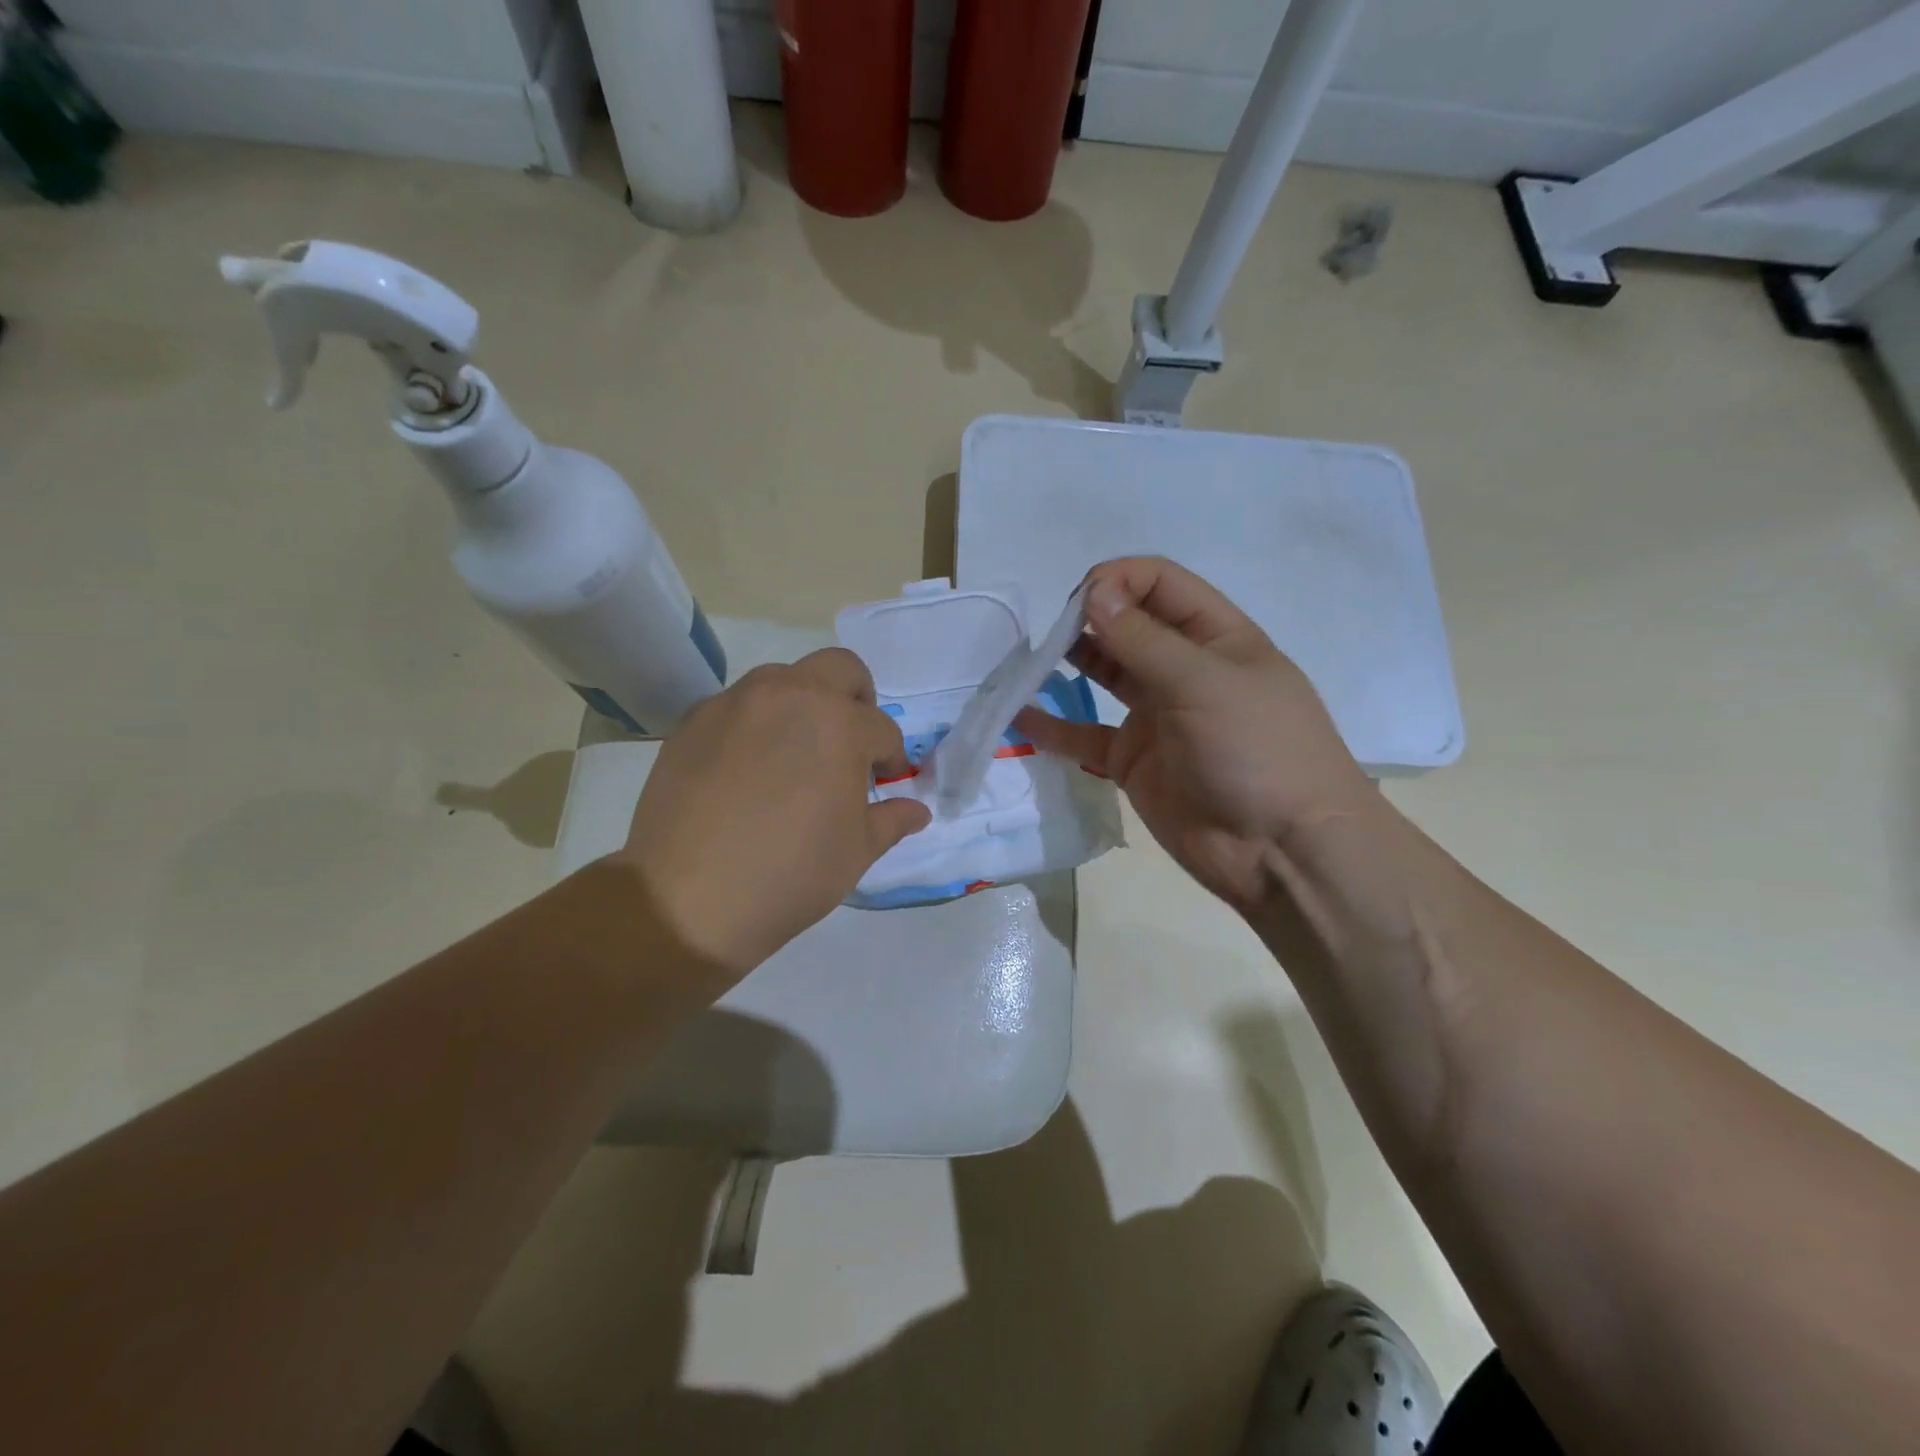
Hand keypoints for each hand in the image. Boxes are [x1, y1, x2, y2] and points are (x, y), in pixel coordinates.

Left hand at [616, 649, 930, 977]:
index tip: (885, 782)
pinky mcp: (693, 721)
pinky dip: (755, 725)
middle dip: (856, 700)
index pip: (881, 728)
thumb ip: (891, 820)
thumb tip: (916, 810)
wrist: (686, 901)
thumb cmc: (790, 876)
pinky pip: (738, 706)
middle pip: (839, 668)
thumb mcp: (857, 852)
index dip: (891, 758)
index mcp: (839, 724)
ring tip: (795, 756)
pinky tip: (747, 771)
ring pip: (783, 679)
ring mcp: (735, 703)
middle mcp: (789, 696)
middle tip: (850, 744)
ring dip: (803, 705)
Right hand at [1014, 558, 1376, 916]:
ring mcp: (1156, 715)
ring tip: (1028, 661)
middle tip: (1050, 633)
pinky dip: (1053, 726)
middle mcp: (1184, 669)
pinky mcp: (1132, 760)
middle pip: (1129, 625)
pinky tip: (1019, 716)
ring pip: (1104, 674)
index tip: (1079, 600)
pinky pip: (1084, 734)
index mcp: (1217, 637)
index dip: (1119, 580)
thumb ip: (1144, 640)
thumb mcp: (1204, 683)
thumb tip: (1094, 592)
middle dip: (1089, 619)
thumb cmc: (1256, 751)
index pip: (1162, 585)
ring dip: (1069, 662)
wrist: (1280, 851)